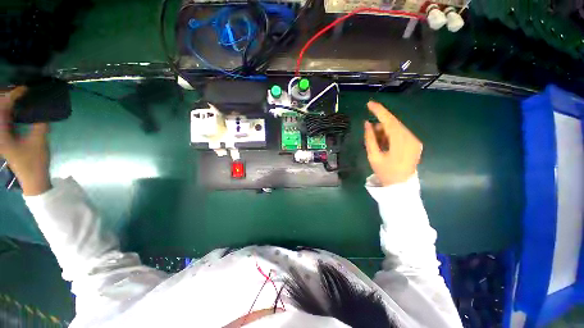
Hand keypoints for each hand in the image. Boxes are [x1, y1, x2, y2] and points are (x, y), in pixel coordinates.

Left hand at [0, 87, 50, 195]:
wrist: (33, 179)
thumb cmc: (34, 162)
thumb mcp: (39, 142)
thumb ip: (40, 123)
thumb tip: (43, 108)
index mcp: (1, 134)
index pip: (4, 107)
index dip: (14, 95)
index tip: (26, 89)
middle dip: (7, 96)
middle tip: (22, 90)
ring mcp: (1, 136)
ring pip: (2, 114)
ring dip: (9, 103)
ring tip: (21, 96)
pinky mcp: (6, 138)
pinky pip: (5, 120)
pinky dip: (11, 111)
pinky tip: (19, 109)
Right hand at [364, 101, 421, 185]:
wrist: (400, 186)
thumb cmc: (385, 173)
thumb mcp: (373, 156)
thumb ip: (370, 138)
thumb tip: (367, 123)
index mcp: (401, 142)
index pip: (390, 121)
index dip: (379, 111)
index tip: (369, 103)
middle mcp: (411, 138)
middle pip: (394, 124)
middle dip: (380, 124)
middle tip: (369, 130)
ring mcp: (415, 141)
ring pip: (397, 128)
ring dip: (385, 131)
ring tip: (376, 140)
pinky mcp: (415, 144)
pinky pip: (401, 134)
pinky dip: (390, 135)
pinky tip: (384, 143)